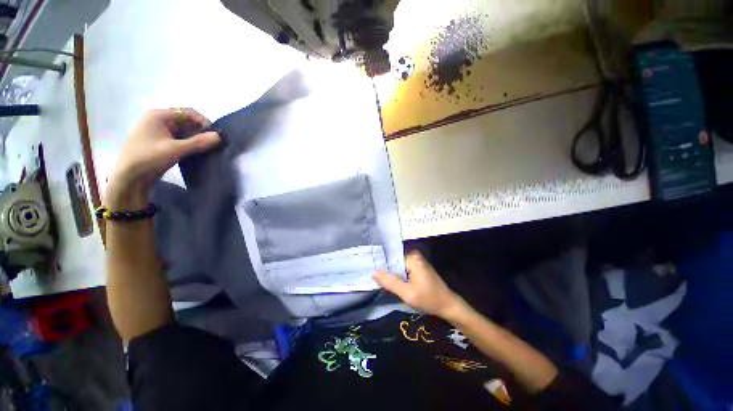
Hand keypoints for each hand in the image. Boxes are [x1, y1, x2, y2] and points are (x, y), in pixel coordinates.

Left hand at [106, 108, 220, 209]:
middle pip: (186, 121)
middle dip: (200, 132)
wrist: (128, 178)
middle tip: (213, 144)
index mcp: (158, 115)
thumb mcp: (175, 149)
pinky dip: (188, 144)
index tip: (215, 136)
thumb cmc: (148, 158)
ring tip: (207, 149)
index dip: (204, 122)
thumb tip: (219, 136)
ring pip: (183, 131)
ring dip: (195, 139)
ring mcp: (157, 131)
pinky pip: (178, 139)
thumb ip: (198, 142)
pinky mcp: (159, 142)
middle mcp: (158, 120)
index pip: (188, 112)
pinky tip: (196, 153)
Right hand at [373, 250, 464, 318]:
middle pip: (393, 260)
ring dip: (390, 273)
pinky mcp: (417, 265)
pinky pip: (402, 267)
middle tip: (372, 277)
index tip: (369, 271)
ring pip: (397, 264)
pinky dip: (397, 274)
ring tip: (378, 279)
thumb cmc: (429, 299)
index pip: (390, 257)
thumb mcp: (407, 293)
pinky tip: (389, 281)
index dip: (380, 265)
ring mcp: (416, 259)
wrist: (448, 305)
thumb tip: (373, 272)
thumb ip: (390, 282)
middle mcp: (414, 254)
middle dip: (384, 269)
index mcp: (412, 257)